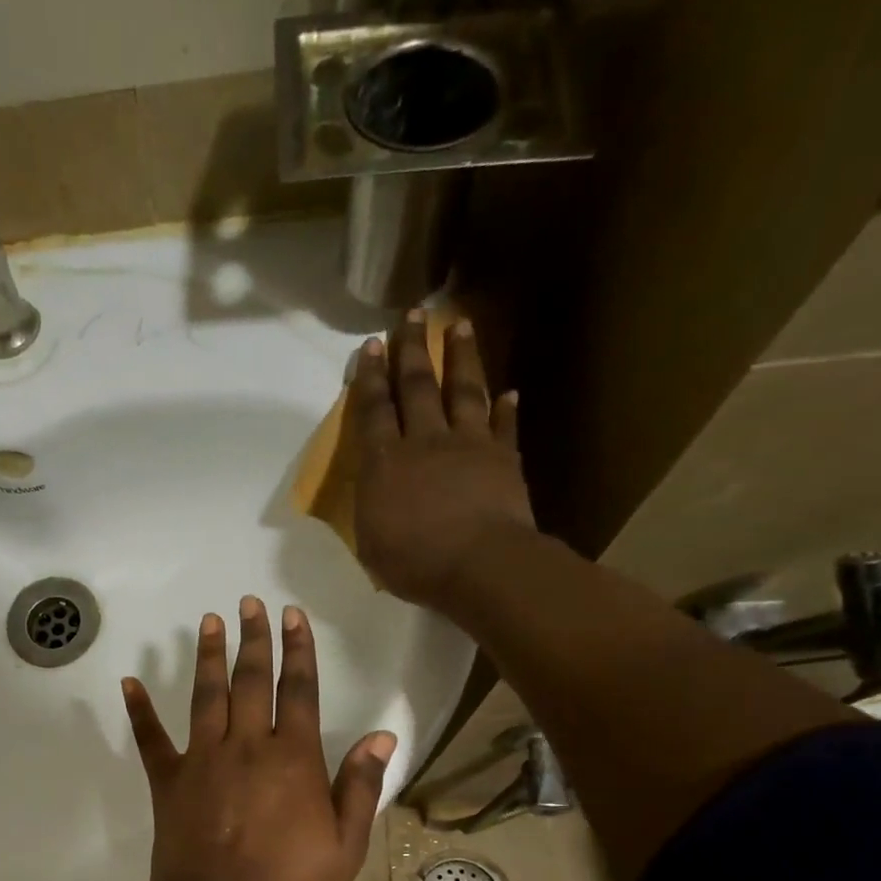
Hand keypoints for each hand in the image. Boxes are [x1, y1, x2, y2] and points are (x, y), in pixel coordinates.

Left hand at [121, 598, 395, 880]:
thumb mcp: (344, 846)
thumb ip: (360, 787)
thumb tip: (381, 735)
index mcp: (292, 758)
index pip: (298, 690)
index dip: (298, 650)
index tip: (293, 615)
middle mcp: (246, 746)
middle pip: (251, 680)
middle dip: (253, 638)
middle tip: (249, 602)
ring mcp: (202, 759)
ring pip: (206, 695)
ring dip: (208, 655)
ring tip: (209, 621)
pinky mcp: (168, 780)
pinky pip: (151, 738)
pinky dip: (139, 710)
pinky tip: (130, 682)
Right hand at [349, 310, 535, 610]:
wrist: (480, 565)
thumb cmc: (414, 562)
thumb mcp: (371, 542)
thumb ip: (370, 506)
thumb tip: (375, 487)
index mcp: (385, 463)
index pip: (374, 410)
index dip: (370, 377)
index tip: (370, 345)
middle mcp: (425, 441)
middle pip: (417, 385)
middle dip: (412, 348)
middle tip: (412, 315)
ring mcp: (469, 445)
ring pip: (463, 390)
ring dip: (461, 356)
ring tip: (460, 324)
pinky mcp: (503, 458)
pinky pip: (504, 426)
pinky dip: (506, 408)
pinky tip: (509, 392)